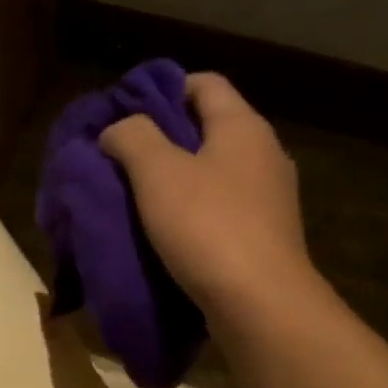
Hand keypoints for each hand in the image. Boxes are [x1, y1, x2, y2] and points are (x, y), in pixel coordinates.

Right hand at [101, 73, 315, 326]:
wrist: (259, 304)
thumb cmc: (207, 228)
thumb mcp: (158, 173)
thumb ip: (132, 138)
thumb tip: (117, 128)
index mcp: (243, 126)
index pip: (204, 83)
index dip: (163, 90)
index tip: (126, 114)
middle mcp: (265, 154)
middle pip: (210, 131)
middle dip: (165, 141)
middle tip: (123, 161)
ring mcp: (270, 200)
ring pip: (216, 176)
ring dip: (179, 184)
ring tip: (139, 203)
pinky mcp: (266, 239)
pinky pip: (223, 214)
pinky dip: (196, 218)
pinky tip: (170, 238)